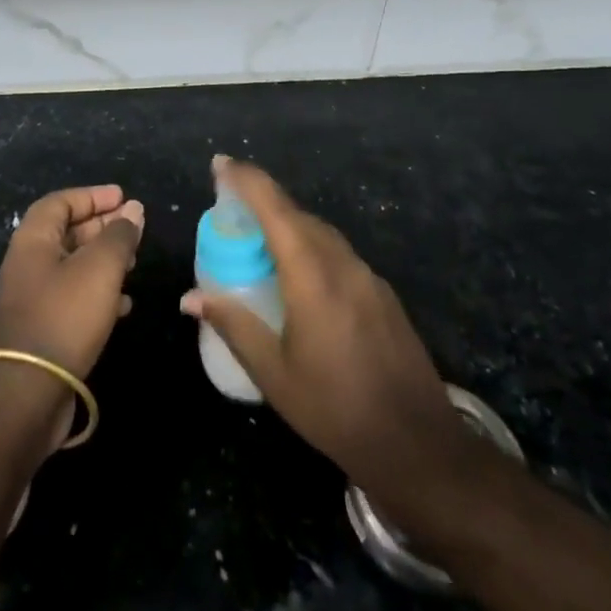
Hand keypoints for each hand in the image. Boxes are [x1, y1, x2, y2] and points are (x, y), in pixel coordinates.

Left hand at [0, 183, 143, 380]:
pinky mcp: (43, 327)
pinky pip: (74, 296)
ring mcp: (34, 297)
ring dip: (104, 259)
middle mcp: (28, 263)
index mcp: (33, 240)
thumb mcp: (99, 269)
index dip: (92, 196)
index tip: (123, 197)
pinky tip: (124, 303)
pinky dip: (99, 292)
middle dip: (102, 226)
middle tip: (134, 228)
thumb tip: (133, 210)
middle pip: (67, 232)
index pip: (61, 202)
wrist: (30, 392)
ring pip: (73, 265)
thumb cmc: (65, 317)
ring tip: (134, 262)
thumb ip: (119, 236)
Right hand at [180, 156, 470, 503]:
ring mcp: (368, 277)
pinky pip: (338, 253)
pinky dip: (310, 246)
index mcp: (311, 275)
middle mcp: (342, 264)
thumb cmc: (336, 410)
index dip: (245, 179)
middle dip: (262, 199)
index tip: (219, 164)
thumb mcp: (273, 373)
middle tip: (229, 206)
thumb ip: (233, 325)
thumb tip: (190, 298)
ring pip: (321, 232)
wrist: (420, 447)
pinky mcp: (383, 295)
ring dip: (287, 223)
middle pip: (297, 214)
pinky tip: (299, 275)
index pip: (274, 207)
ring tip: (258, 238)